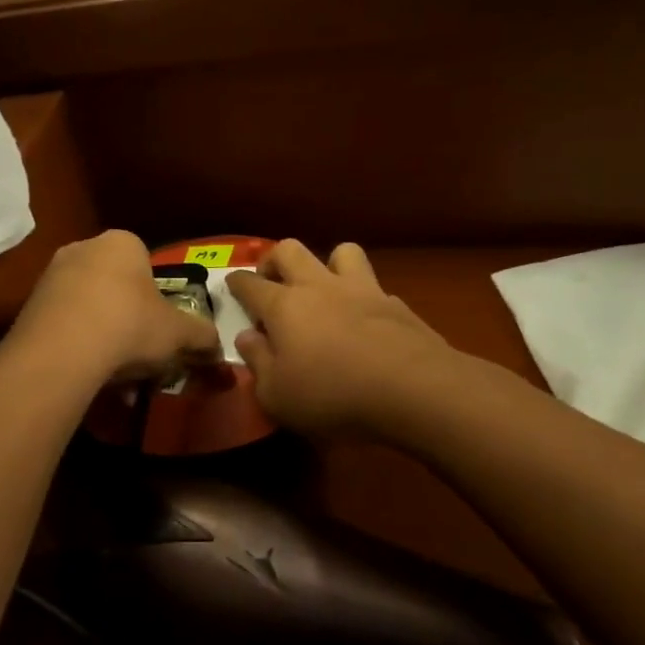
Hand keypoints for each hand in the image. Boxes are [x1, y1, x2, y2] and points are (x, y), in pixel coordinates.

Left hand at [14, 230, 221, 383]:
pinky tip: (88, 373)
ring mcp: (51, 274)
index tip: (160, 325)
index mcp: (122, 242)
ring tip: (115, 374)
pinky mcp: (29, 304)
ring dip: (104, 335)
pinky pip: (65, 323)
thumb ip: (201, 335)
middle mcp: (83, 248)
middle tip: (140, 351)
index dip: (156, 296)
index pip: (145, 261)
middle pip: (115, 284)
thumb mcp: (178, 332)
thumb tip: (217, 345)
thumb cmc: (129, 325)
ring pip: (89, 306)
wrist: (62, 350)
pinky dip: (79, 345)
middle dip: (128, 317)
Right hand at [229, 240, 465, 441]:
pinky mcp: (397, 304)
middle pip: (290, 250)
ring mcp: (362, 290)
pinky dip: (364, 298)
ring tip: (325, 288)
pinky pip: (375, 287)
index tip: (230, 284)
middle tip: (272, 281)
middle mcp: (319, 287)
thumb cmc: (332, 394)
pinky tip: (366, 322)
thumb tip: (246, 338)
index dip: (236, 283)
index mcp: (284, 306)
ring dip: (328, 263)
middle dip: (274, 260)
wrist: (413, 389)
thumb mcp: (277, 394)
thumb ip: (257, 362)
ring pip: (341, 252)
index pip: (250, 283)